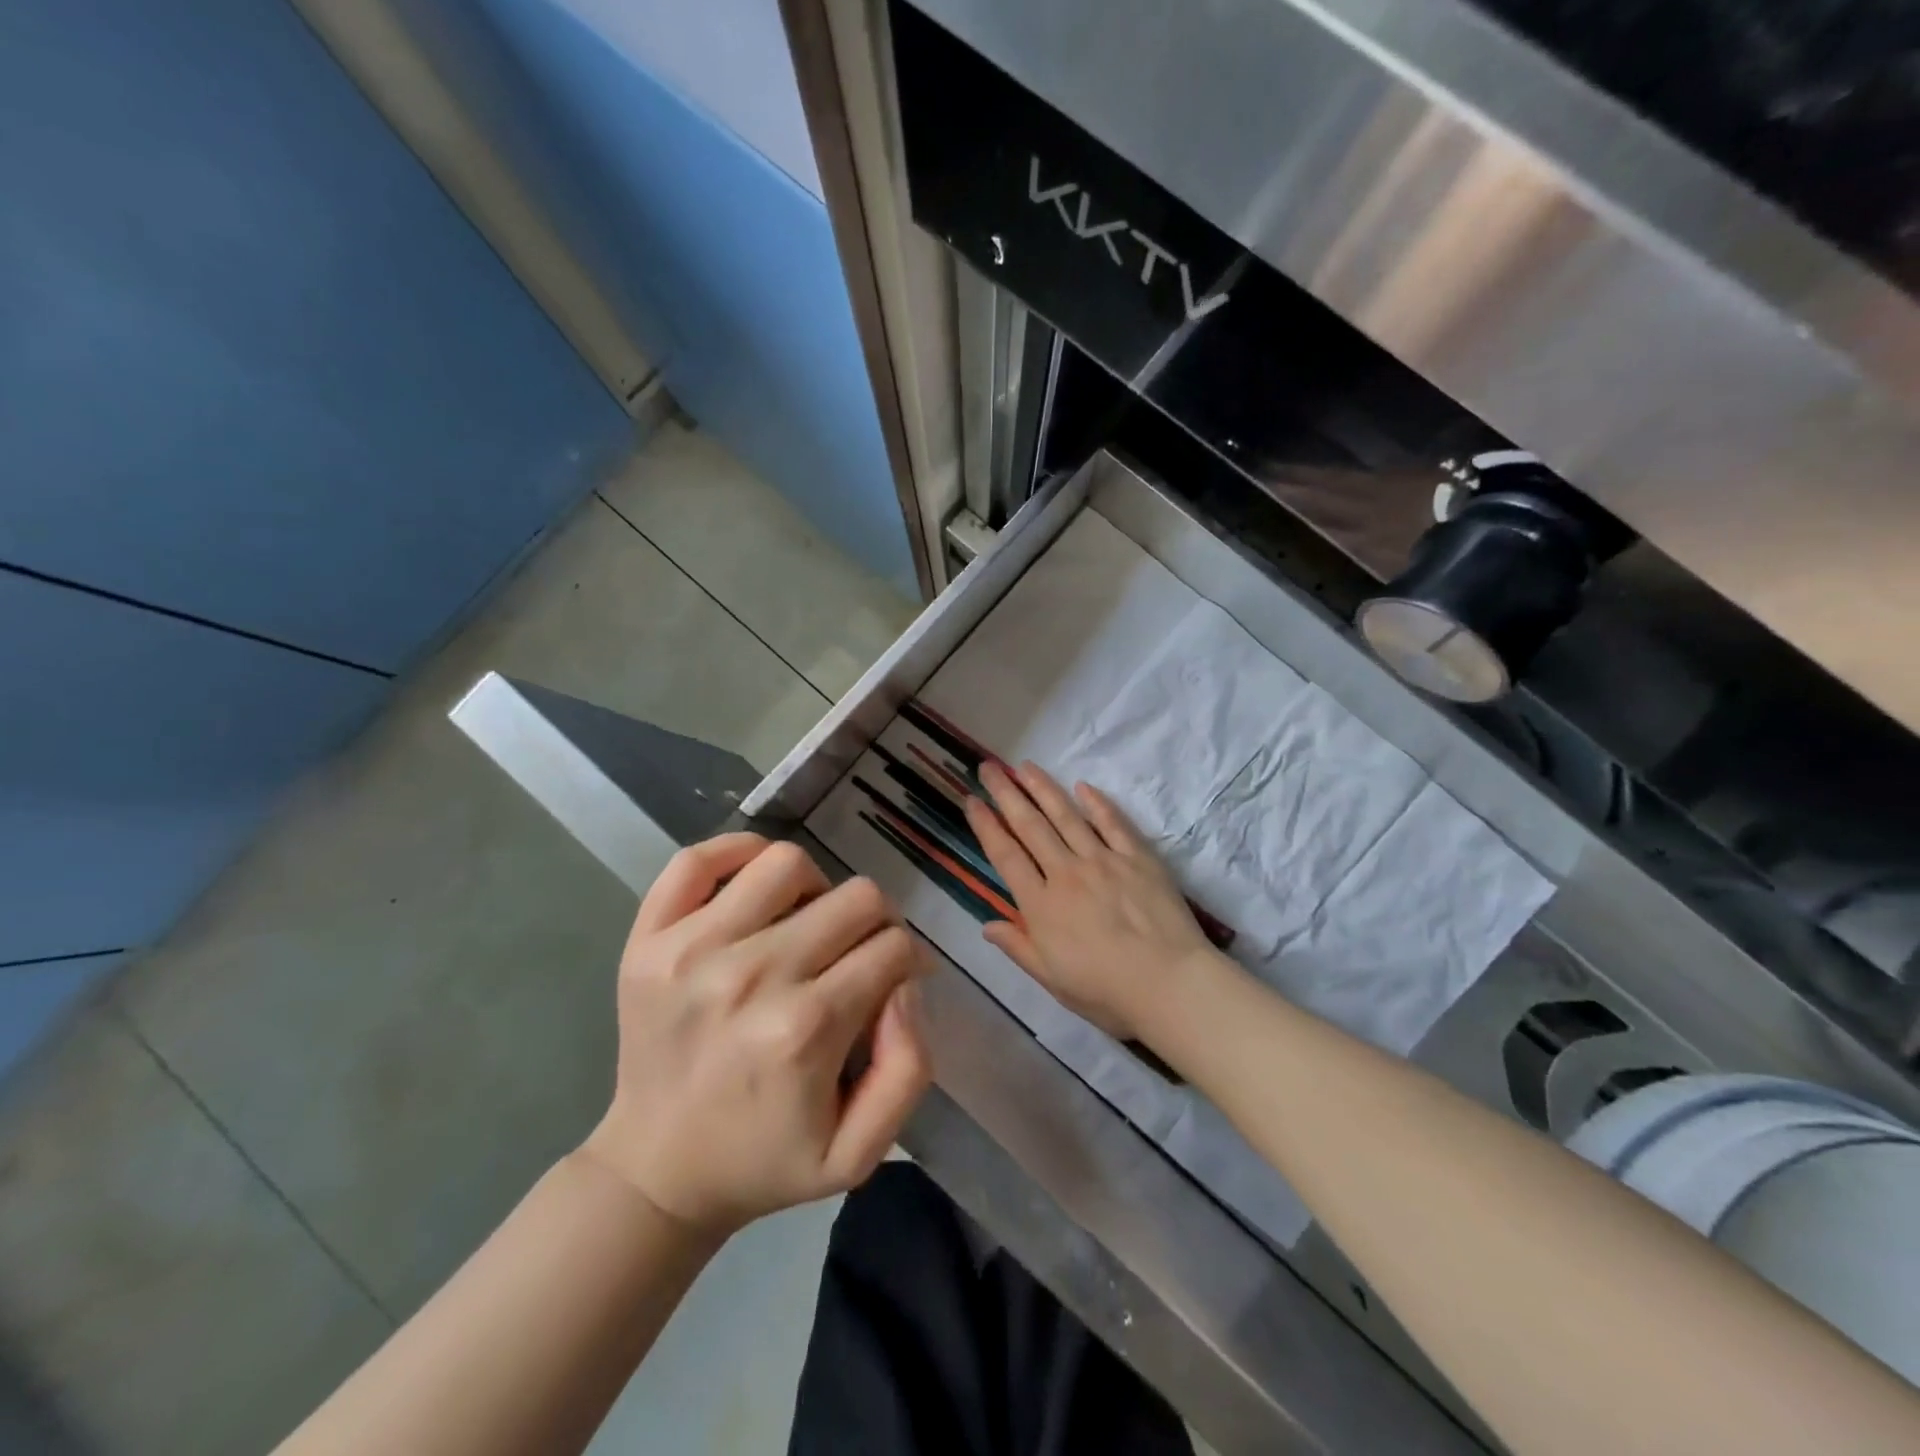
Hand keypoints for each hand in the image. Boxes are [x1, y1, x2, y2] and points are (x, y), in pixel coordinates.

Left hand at [584, 834, 930, 1234]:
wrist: (655, 1171)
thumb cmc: (765, 1160)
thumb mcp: (860, 1151)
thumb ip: (908, 1066)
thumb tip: (906, 982)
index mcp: (805, 1030)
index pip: (893, 947)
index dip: (907, 960)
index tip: (894, 980)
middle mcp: (751, 976)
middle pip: (856, 898)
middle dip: (875, 923)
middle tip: (858, 953)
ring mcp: (691, 949)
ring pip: (787, 862)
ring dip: (815, 888)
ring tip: (805, 924)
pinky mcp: (649, 938)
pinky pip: (698, 859)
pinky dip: (737, 854)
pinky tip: (756, 888)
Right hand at [963, 761, 1217, 1044]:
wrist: (1170, 984)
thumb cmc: (1106, 991)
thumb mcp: (1051, 980)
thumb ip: (1018, 947)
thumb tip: (986, 924)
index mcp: (1041, 905)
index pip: (1006, 855)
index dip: (986, 826)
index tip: (972, 800)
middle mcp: (1066, 873)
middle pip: (1030, 826)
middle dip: (1006, 794)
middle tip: (989, 768)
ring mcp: (1103, 860)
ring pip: (1066, 816)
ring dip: (1043, 788)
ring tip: (1025, 766)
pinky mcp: (1137, 857)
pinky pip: (1113, 823)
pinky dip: (1096, 803)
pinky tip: (1082, 786)